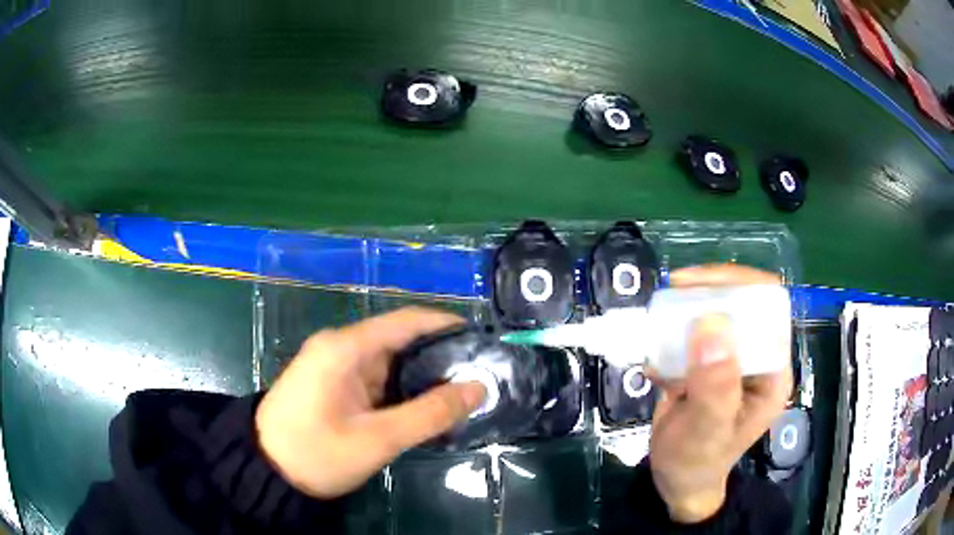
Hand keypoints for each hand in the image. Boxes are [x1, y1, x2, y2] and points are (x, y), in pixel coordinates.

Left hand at [255, 307, 486, 498]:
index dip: (445, 325)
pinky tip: (426, 405)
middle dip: (438, 355)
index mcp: (344, 348)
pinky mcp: (333, 385)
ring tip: (462, 390)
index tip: (481, 340)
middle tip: (478, 373)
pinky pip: (375, 379)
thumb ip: (430, 414)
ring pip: (388, 362)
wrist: (266, 470)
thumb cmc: (316, 453)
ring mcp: (334, 366)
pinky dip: (402, 389)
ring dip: (422, 375)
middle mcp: (340, 347)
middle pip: (399, 340)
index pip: (405, 321)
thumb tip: (478, 388)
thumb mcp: (377, 439)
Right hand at [647, 264, 792, 522]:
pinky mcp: (709, 364)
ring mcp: (732, 359)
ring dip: (688, 310)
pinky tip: (655, 358)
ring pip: (717, 313)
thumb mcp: (707, 430)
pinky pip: (694, 334)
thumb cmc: (697, 462)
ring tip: (659, 319)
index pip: (768, 308)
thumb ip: (715, 385)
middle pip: (742, 302)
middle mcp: (757, 357)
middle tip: (674, 292)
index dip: (739, 287)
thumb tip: (712, 323)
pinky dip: (672, 334)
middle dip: (709, 292)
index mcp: (772, 369)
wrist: (676, 481)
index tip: (698, 287)